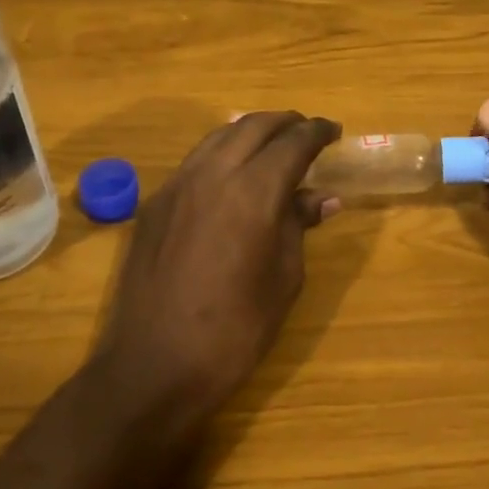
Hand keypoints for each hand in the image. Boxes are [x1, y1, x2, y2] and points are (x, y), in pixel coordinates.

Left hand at [98, 111, 341, 416]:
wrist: (154, 365)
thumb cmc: (234, 330)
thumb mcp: (283, 280)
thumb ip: (298, 226)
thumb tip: (321, 197)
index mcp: (253, 192)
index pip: (293, 143)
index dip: (317, 132)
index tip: (334, 132)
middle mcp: (212, 174)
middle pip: (253, 126)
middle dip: (286, 123)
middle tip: (307, 132)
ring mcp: (177, 186)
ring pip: (219, 137)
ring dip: (250, 132)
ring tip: (272, 145)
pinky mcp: (155, 204)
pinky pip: (195, 161)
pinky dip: (222, 153)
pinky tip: (232, 174)